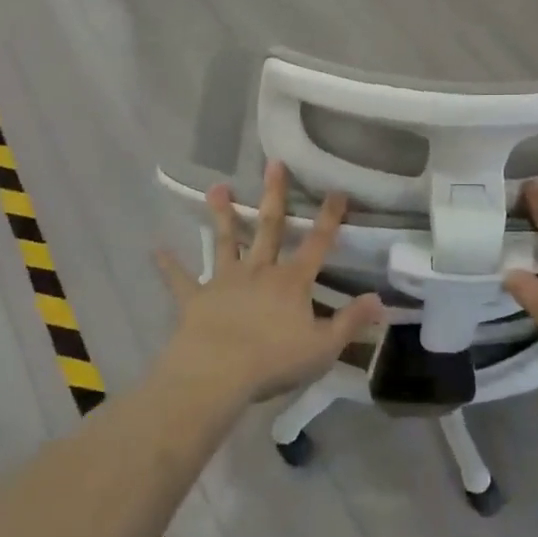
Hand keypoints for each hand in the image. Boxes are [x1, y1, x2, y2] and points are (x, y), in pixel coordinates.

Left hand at [156, 161, 383, 408]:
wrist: (218, 373)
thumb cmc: (274, 360)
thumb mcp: (324, 347)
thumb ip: (351, 322)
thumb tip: (380, 299)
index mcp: (292, 281)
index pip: (318, 243)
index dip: (329, 217)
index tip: (337, 189)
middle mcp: (259, 271)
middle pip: (270, 227)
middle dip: (274, 195)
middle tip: (273, 163)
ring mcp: (225, 281)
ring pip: (225, 241)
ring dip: (222, 214)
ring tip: (217, 187)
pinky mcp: (196, 298)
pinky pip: (180, 279)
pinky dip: (169, 265)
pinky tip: (156, 249)